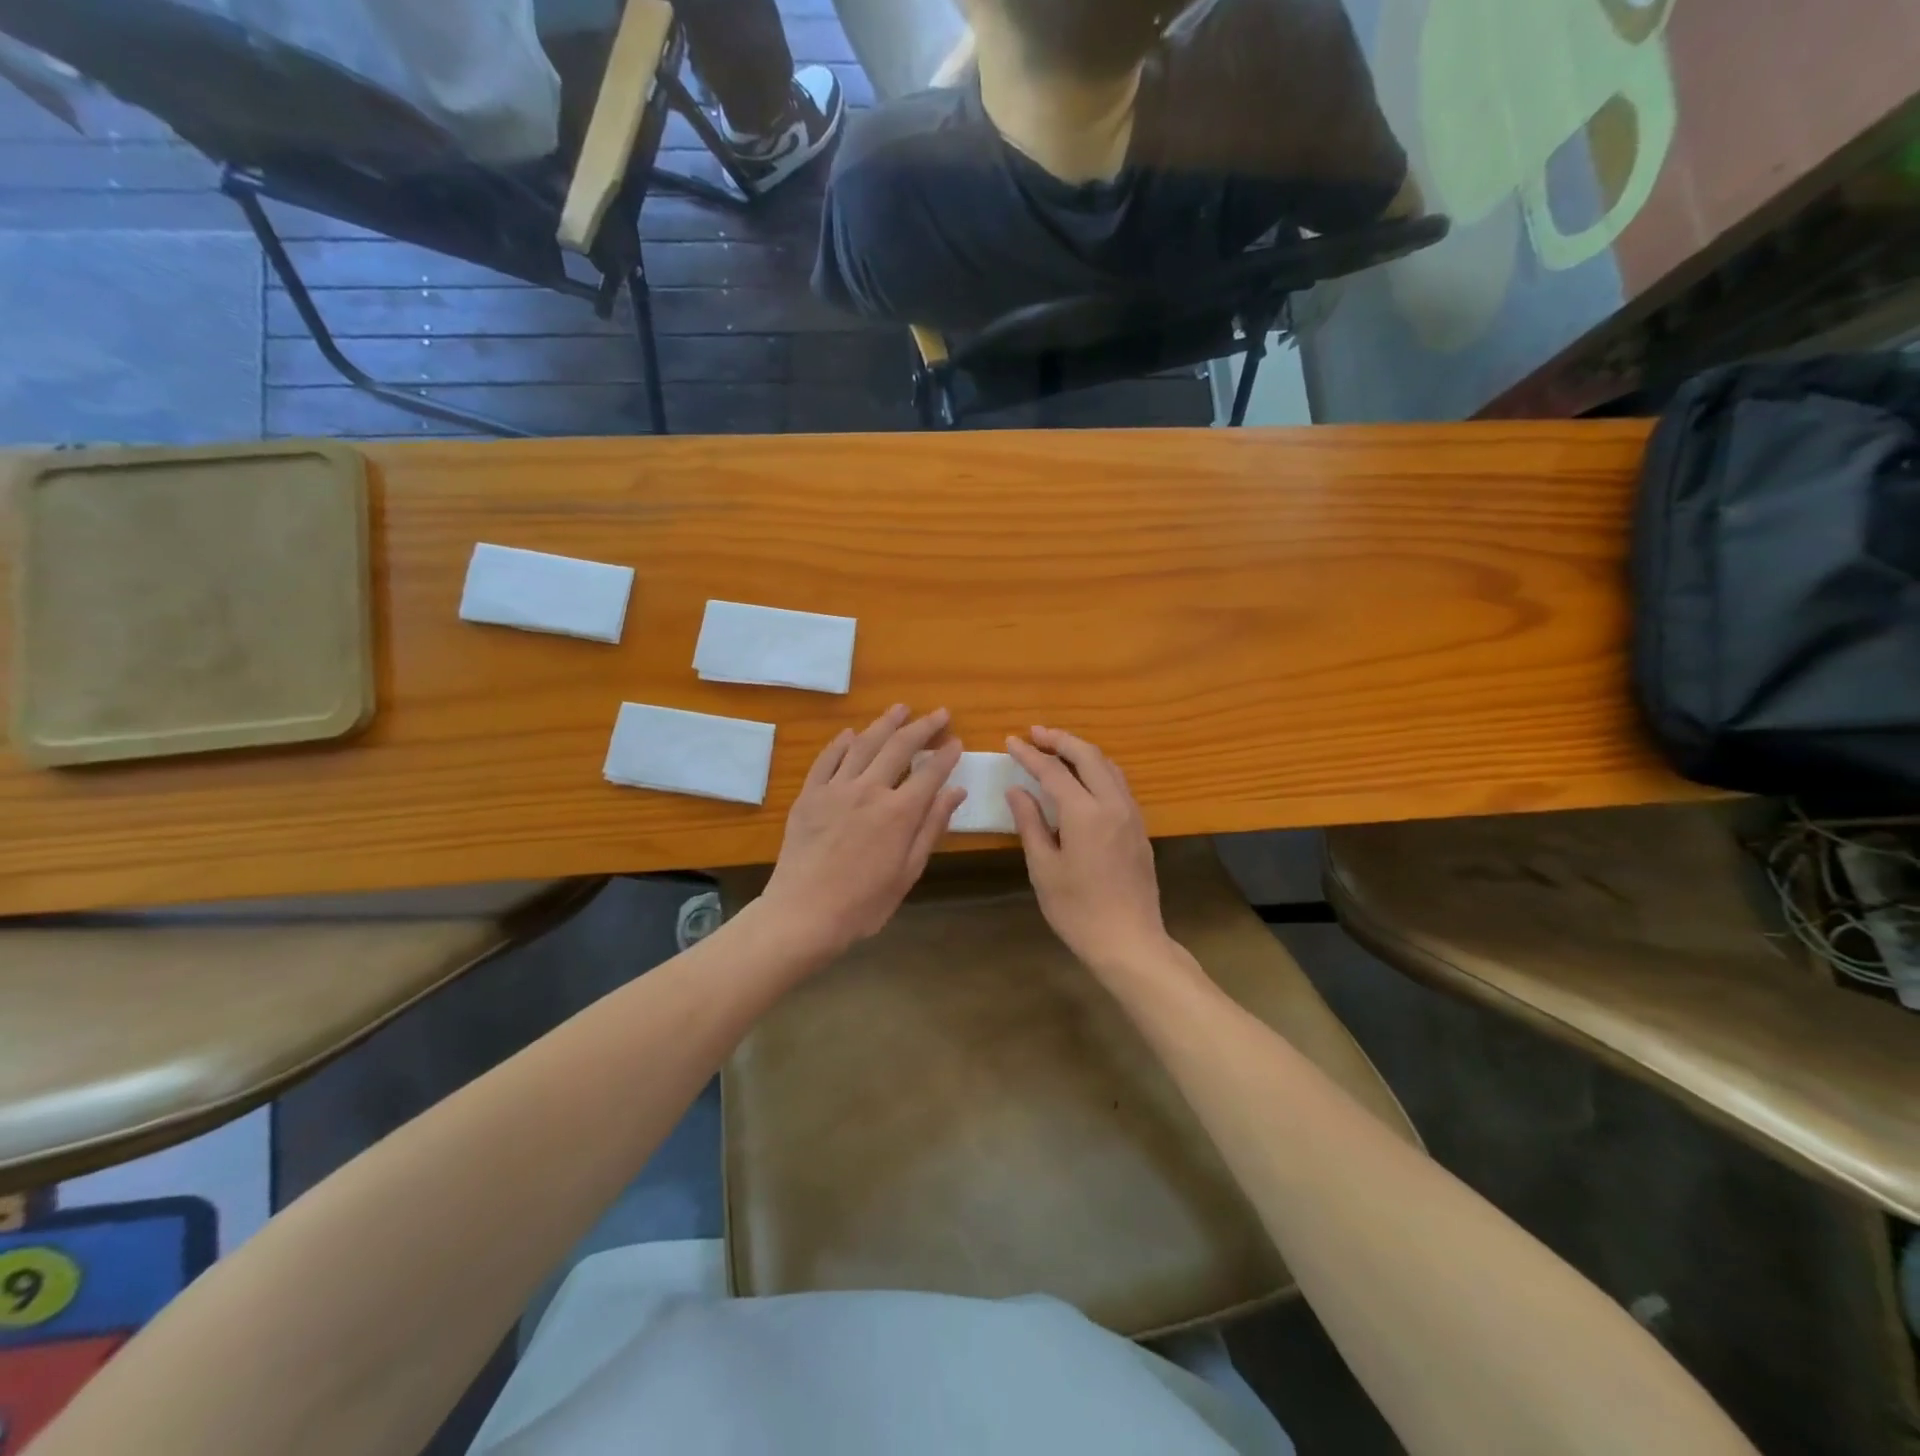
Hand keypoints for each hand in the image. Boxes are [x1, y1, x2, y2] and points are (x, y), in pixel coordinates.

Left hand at [760, 706, 966, 959]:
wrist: (803, 913)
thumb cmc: (864, 903)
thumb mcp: (908, 871)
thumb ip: (932, 826)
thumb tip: (956, 791)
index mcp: (899, 812)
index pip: (930, 772)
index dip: (946, 755)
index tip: (956, 741)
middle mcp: (869, 790)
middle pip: (900, 747)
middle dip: (923, 727)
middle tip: (939, 713)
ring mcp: (835, 789)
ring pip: (864, 744)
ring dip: (885, 723)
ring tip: (900, 709)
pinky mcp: (809, 795)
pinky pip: (828, 759)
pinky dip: (842, 743)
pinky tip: (852, 734)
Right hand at [1005, 726, 1169, 974]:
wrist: (1129, 941)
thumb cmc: (1078, 910)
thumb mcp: (1044, 868)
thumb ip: (1030, 823)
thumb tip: (1017, 790)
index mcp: (1086, 813)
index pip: (1053, 771)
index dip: (1030, 754)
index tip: (1010, 741)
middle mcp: (1113, 804)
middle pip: (1088, 756)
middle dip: (1060, 739)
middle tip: (1035, 733)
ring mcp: (1132, 815)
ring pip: (1109, 766)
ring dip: (1082, 751)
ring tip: (1057, 748)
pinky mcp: (1140, 828)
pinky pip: (1119, 784)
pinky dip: (1098, 769)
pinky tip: (1083, 778)